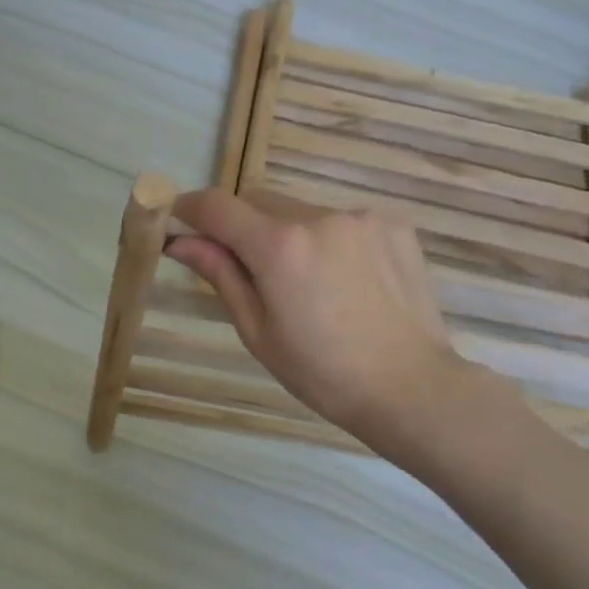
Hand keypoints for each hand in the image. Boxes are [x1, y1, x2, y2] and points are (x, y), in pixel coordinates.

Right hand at [164, 189, 476, 452]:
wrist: (409, 387)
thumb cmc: (322, 372)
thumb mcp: (258, 331)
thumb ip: (220, 274)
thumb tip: (180, 240)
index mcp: (280, 247)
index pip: (218, 206)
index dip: (191, 208)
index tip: (179, 219)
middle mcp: (319, 216)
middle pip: (259, 201)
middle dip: (242, 226)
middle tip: (247, 270)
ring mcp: (361, 217)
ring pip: (301, 211)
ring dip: (288, 234)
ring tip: (307, 285)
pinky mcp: (393, 225)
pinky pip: (341, 221)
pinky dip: (328, 240)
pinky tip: (344, 282)